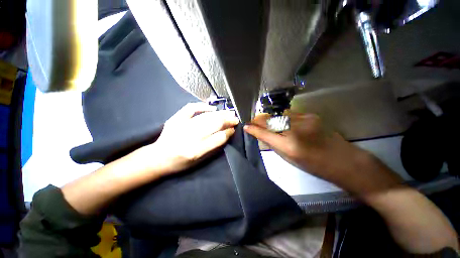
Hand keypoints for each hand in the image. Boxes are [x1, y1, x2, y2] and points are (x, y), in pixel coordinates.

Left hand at [138, 103, 238, 174]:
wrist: (158, 157)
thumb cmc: (180, 163)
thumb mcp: (199, 161)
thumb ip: (213, 147)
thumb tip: (226, 133)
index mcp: (196, 151)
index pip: (218, 138)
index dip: (228, 132)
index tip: (233, 128)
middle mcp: (189, 138)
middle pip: (214, 124)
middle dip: (227, 120)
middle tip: (235, 118)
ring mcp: (181, 126)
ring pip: (206, 116)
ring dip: (220, 113)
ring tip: (229, 112)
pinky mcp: (175, 119)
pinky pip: (191, 108)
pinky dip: (203, 106)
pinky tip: (212, 108)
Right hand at [244, 112, 400, 195]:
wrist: (343, 160)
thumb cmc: (313, 164)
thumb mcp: (289, 158)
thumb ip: (274, 144)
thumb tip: (262, 135)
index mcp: (289, 146)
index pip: (265, 133)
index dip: (253, 129)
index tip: (245, 125)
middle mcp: (295, 130)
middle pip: (270, 120)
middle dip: (260, 120)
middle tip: (254, 121)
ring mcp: (304, 120)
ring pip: (279, 115)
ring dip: (271, 118)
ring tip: (266, 120)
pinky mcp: (310, 115)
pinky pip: (290, 114)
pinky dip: (282, 117)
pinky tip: (282, 121)